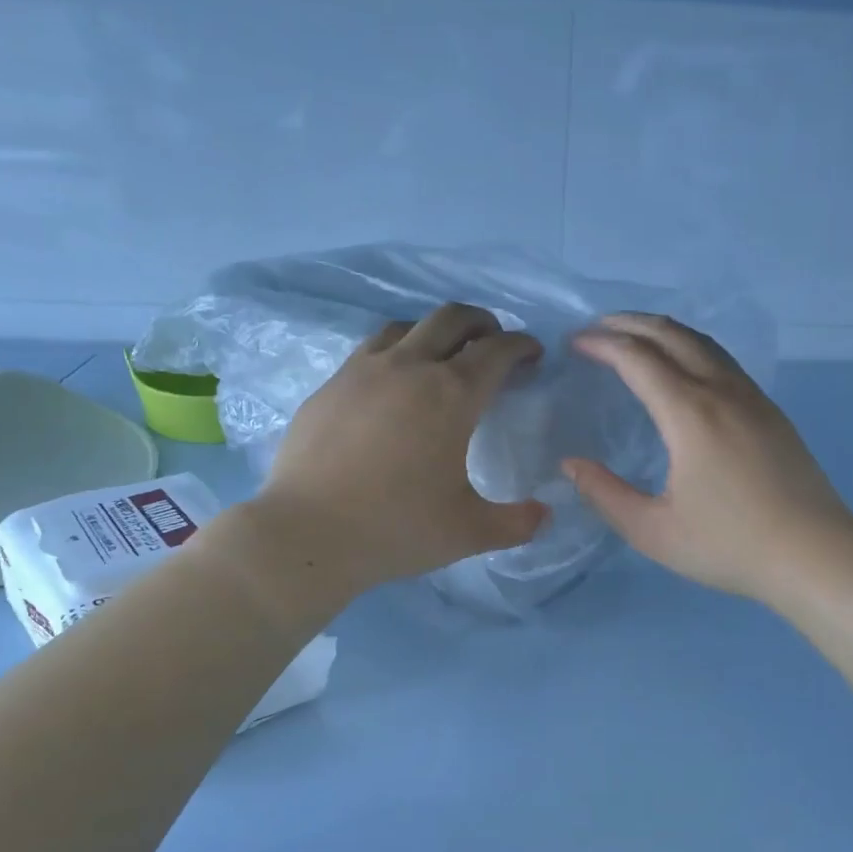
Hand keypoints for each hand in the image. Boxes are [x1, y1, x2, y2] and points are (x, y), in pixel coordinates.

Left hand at [245, 304, 547, 597]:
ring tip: (442, 359)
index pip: (497, 350)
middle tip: (493, 344)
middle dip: (483, 323)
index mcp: (452, 395)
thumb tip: (545, 514)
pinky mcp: (330, 385)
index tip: (532, 355)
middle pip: (452, 318)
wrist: (306, 533)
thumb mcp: (469, 532)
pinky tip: (391, 385)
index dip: (522, 346)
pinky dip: (396, 353)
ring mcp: (363, 371)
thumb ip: (517, 522)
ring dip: (435, 333)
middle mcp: (409, 368)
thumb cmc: (396, 528)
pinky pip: (371, 350)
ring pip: (407, 326)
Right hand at [565, 313, 852, 607]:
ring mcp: (752, 398)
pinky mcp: (771, 412)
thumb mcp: (653, 531)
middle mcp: (722, 392)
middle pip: (671, 335)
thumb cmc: (729, 545)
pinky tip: (684, 368)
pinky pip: (723, 361)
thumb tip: (571, 464)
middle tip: (598, 328)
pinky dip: (691, 348)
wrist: (815, 555)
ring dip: (663, 331)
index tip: (575, 343)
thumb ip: (605, 494)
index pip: (637, 358)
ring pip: (703, 343)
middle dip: (630, 323)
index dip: (602, 343)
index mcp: (689, 414)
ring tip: (635, 338)